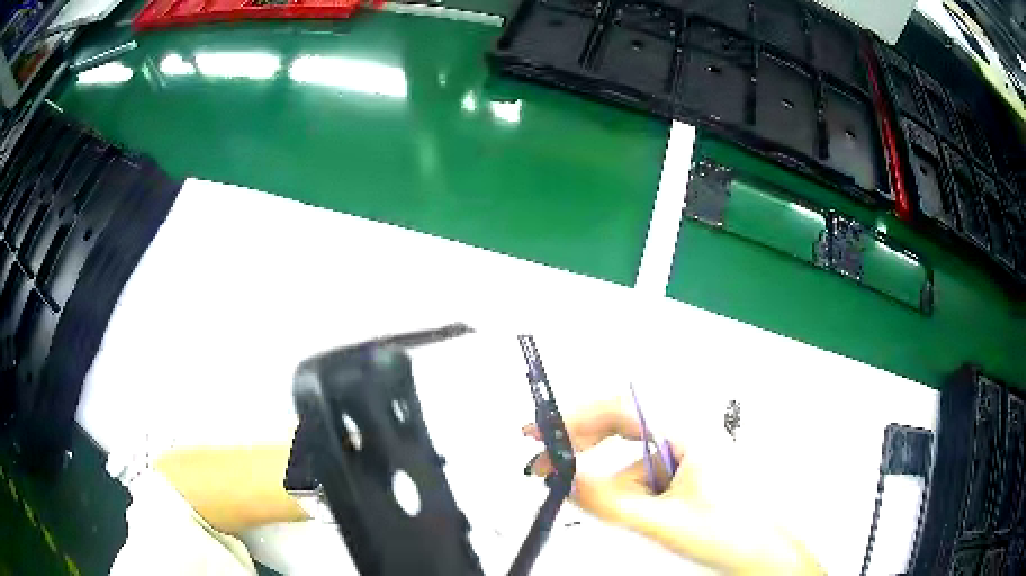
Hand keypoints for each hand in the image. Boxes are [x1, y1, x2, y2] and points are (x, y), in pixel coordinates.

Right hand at [523, 398, 822, 575]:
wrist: (768, 552)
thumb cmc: (735, 533)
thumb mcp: (664, 522)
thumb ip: (611, 502)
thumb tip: (568, 482)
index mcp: (688, 433)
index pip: (619, 410)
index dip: (573, 418)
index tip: (539, 433)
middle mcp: (688, 432)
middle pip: (621, 421)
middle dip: (580, 440)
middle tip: (546, 460)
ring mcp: (688, 449)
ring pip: (630, 451)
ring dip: (605, 473)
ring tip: (598, 501)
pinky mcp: (687, 467)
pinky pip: (644, 468)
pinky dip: (624, 485)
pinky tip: (631, 508)